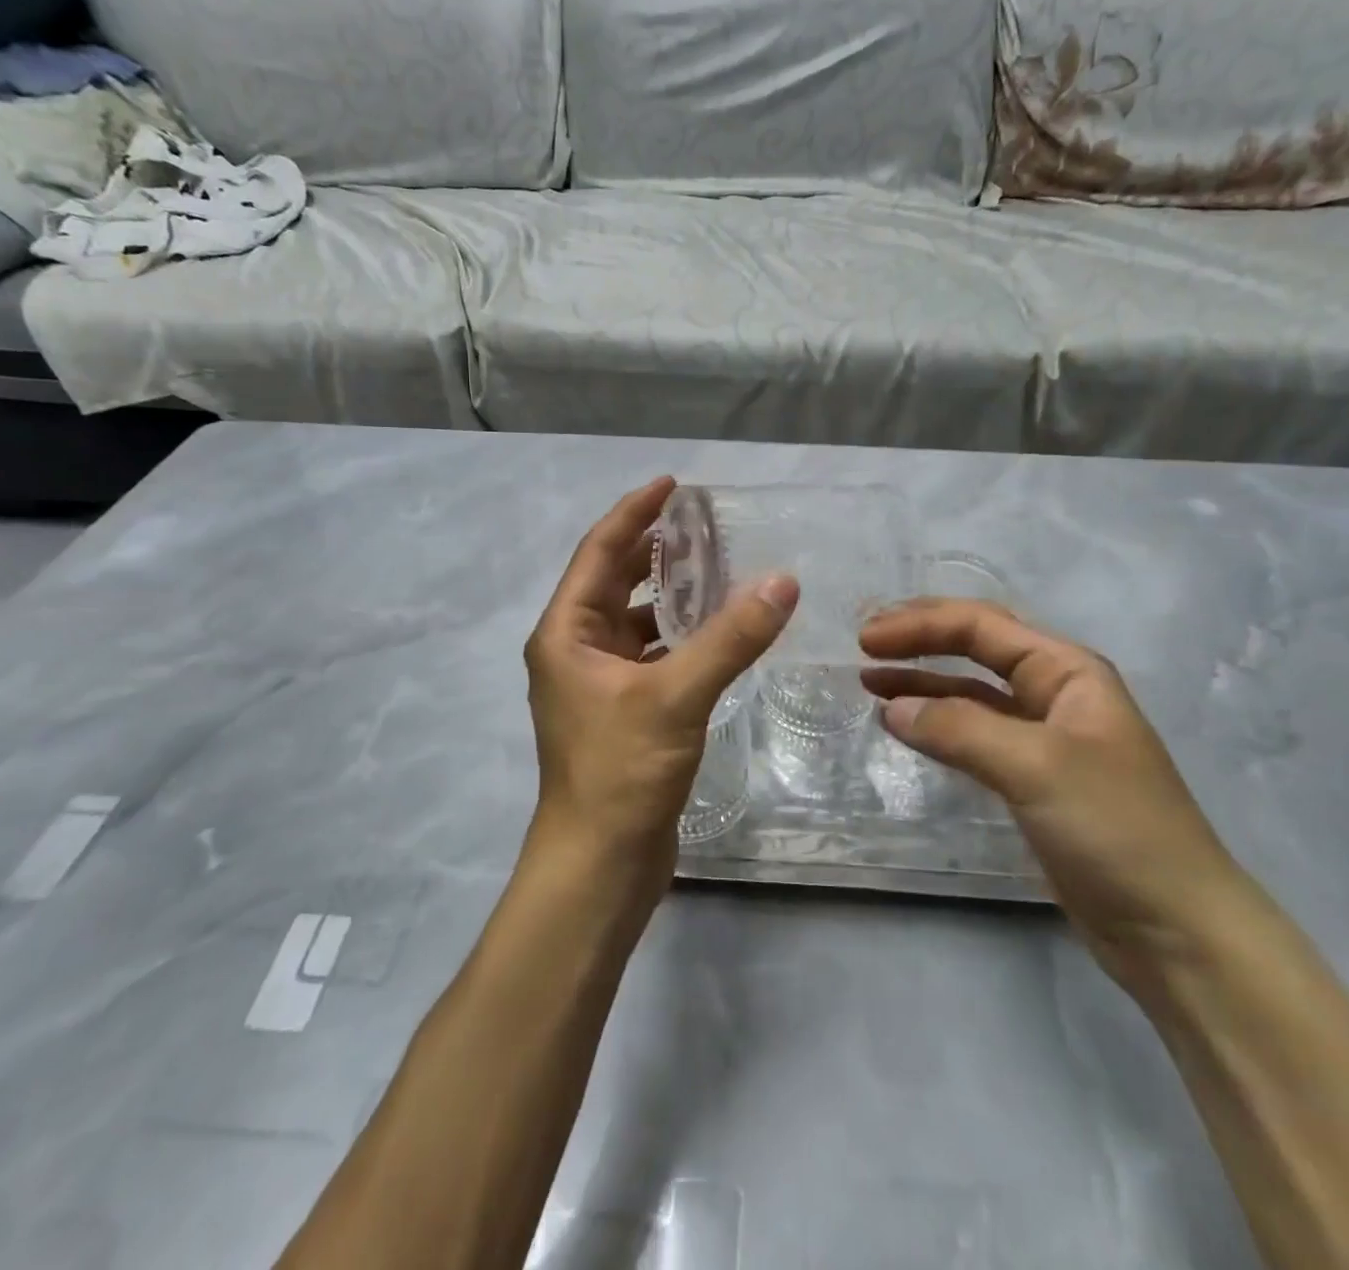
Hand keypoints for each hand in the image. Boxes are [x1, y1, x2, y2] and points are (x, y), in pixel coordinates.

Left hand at [524, 477, 798, 879]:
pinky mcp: (623, 710)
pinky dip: (680, 636)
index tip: (673, 484)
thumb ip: (730, 638)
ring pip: (635, 619)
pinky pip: (652, 653)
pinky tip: (717, 631)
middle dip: (655, 548)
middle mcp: (575, 649)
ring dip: (670, 593)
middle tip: (703, 522)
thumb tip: (783, 581)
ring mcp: (597, 682)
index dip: (635, 513)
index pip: (600, 552)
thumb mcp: (676, 696)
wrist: (599, 865)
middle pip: (615, 580)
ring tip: (718, 567)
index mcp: (566, 633)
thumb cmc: (620, 772)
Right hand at [861, 600, 1249, 982]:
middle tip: (863, 648)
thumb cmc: (1115, 828)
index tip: (867, 639)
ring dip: (921, 683)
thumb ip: (960, 729)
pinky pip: (972, 736)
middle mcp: (1054, 694)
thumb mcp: (1036, 766)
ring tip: (868, 683)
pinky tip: (905, 727)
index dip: (921, 624)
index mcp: (1067, 671)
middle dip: (919, 642)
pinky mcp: (1030, 781)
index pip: (982, 626)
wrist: (1175, 928)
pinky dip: (936, 726)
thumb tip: (892, 709)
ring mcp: (1042, 738)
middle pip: (975, 649)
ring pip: (970, 694)